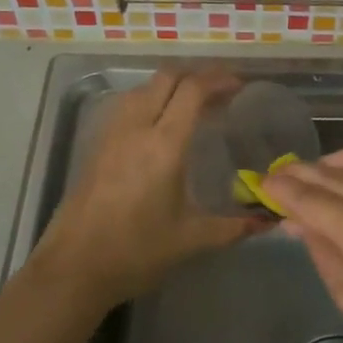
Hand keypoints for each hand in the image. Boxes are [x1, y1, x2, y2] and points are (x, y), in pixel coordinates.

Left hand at [33, 68, 258, 308]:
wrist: (74, 267)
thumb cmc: (136, 251)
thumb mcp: (191, 240)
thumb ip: (233, 227)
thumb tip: (269, 222)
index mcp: (163, 145)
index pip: (192, 90)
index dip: (218, 79)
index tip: (239, 86)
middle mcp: (136, 128)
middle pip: (166, 77)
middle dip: (196, 75)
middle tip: (221, 91)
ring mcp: (111, 133)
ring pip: (143, 88)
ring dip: (171, 86)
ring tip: (193, 106)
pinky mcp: (96, 144)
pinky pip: (127, 105)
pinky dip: (150, 100)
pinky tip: (160, 126)